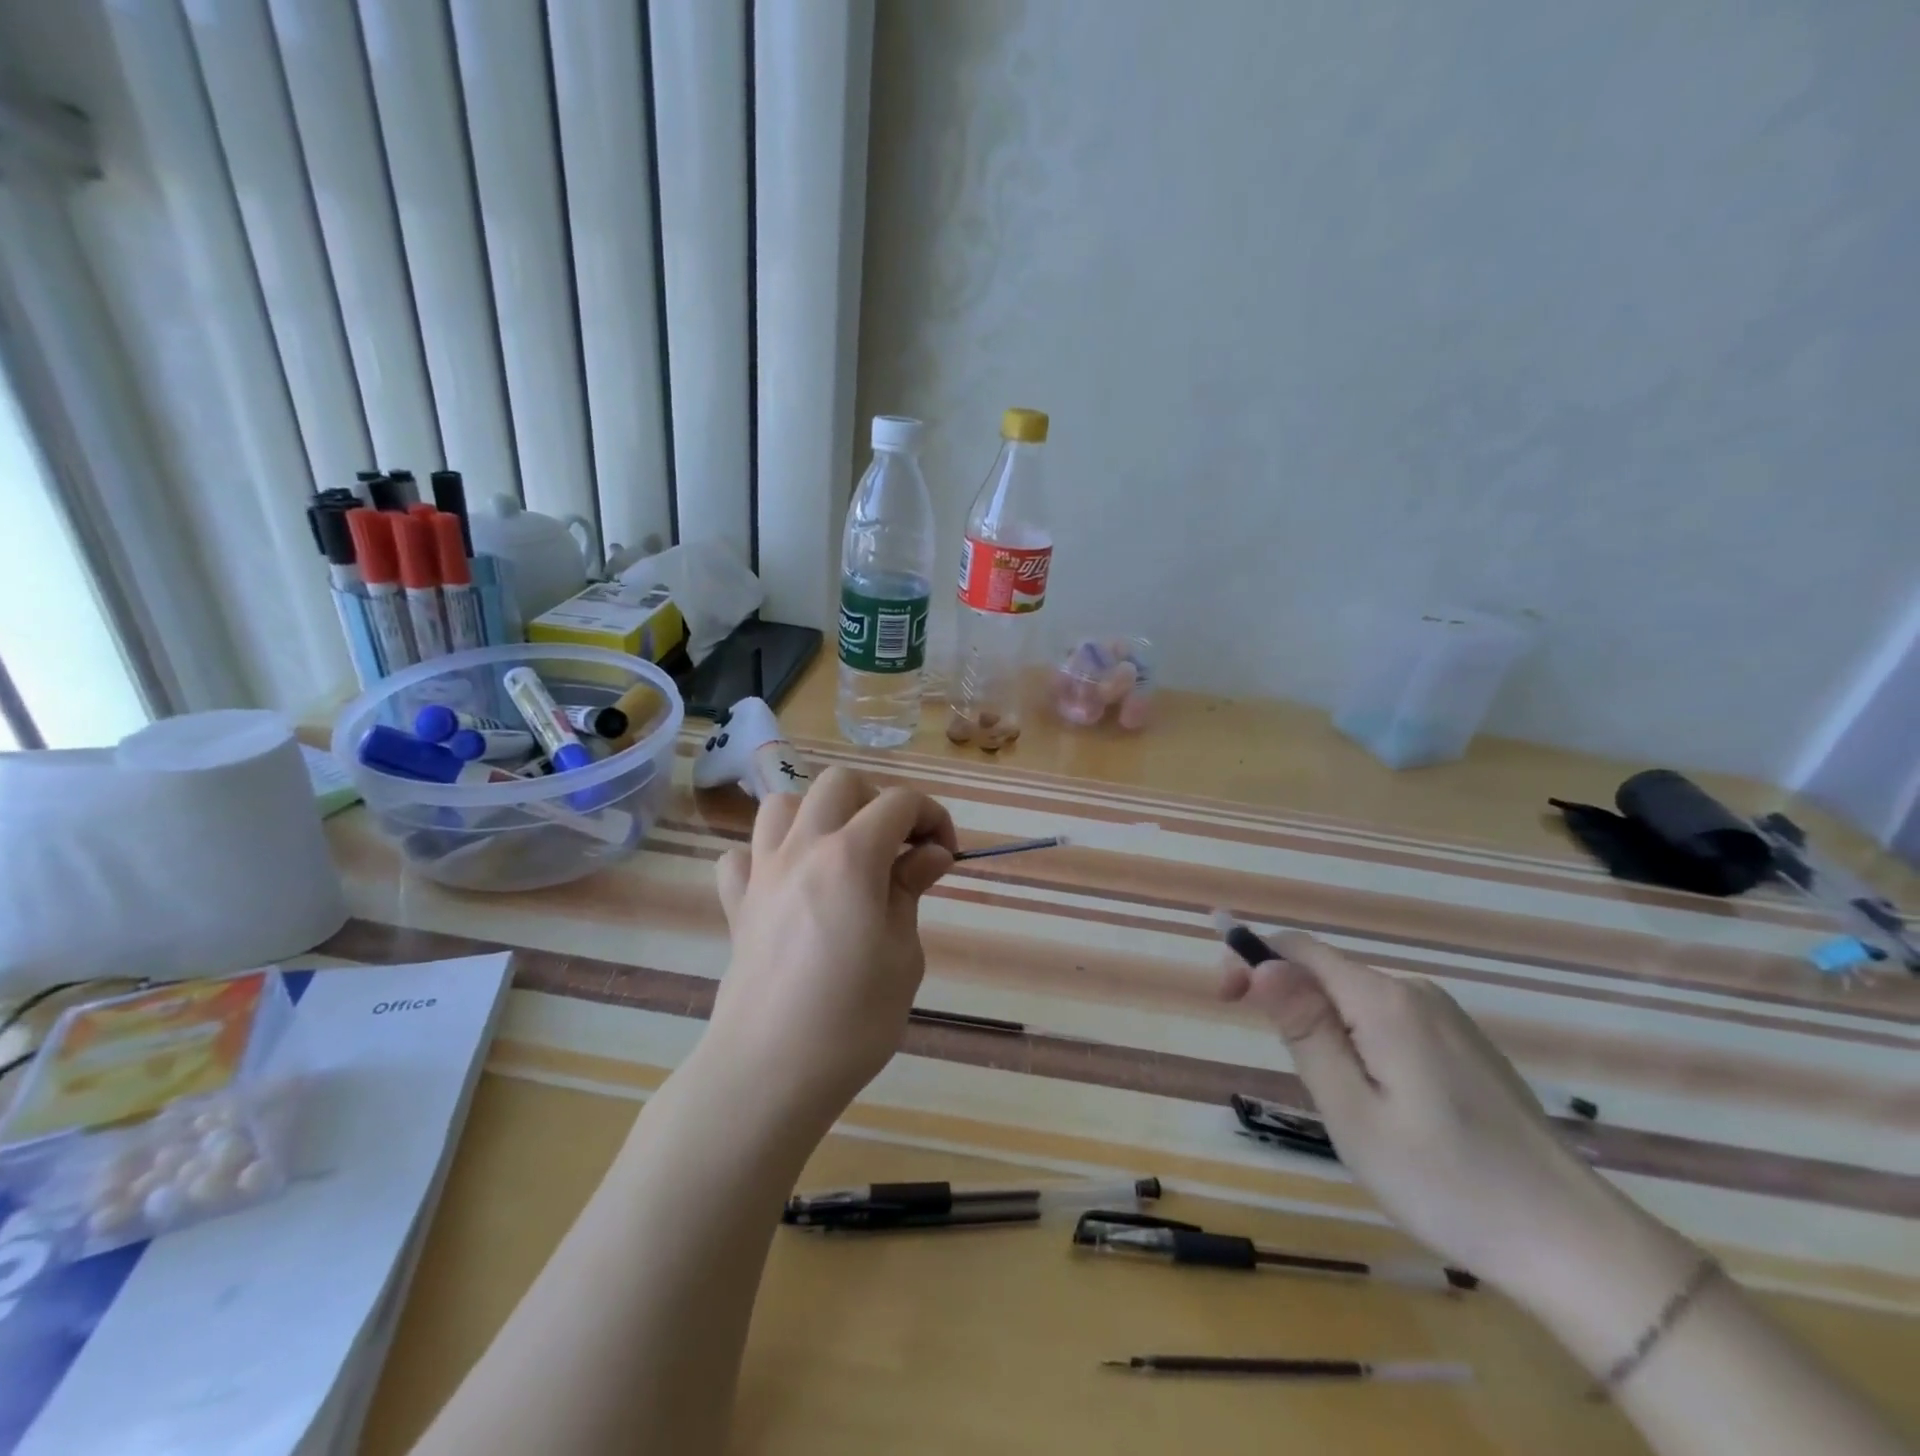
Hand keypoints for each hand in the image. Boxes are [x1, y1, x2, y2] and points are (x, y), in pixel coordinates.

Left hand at [708, 767, 955, 1122]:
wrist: (769, 1072)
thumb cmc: (852, 1019)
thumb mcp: (903, 955)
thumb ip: (911, 891)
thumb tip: (930, 854)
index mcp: (850, 857)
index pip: (899, 802)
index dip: (932, 816)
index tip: (944, 854)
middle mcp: (802, 849)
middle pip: (839, 784)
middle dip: (877, 801)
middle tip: (896, 848)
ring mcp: (762, 874)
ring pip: (783, 805)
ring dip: (819, 815)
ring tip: (840, 854)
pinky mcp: (736, 905)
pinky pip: (742, 857)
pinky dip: (766, 857)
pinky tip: (787, 886)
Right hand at [1222, 930, 1651, 1296]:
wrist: (1573, 1244)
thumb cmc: (1445, 1182)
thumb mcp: (1353, 1112)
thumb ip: (1305, 1031)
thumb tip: (1262, 963)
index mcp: (1384, 1001)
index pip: (1298, 949)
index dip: (1249, 958)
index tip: (1220, 998)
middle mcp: (1415, 992)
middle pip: (1326, 971)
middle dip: (1283, 996)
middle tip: (1272, 1058)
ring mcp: (1445, 1017)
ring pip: (1355, 997)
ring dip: (1319, 1022)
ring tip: (1330, 1093)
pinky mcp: (1462, 1044)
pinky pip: (1386, 1018)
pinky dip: (1355, 1036)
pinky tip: (1375, 1095)